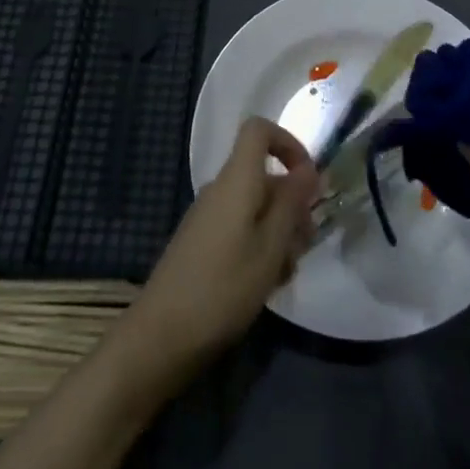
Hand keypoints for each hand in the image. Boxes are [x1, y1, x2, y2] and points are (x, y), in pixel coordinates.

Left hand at [119, 117, 317, 388]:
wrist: (159, 338)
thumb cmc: (223, 288)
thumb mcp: (270, 247)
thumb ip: (292, 204)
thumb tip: (309, 168)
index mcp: (236, 180)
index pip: (259, 130)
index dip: (288, 143)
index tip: (309, 179)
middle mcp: (220, 189)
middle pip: (263, 175)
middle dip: (292, 202)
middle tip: (307, 243)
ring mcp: (208, 216)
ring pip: (255, 206)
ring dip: (279, 230)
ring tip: (287, 273)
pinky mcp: (201, 243)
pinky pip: (240, 227)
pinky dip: (260, 245)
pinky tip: (265, 283)